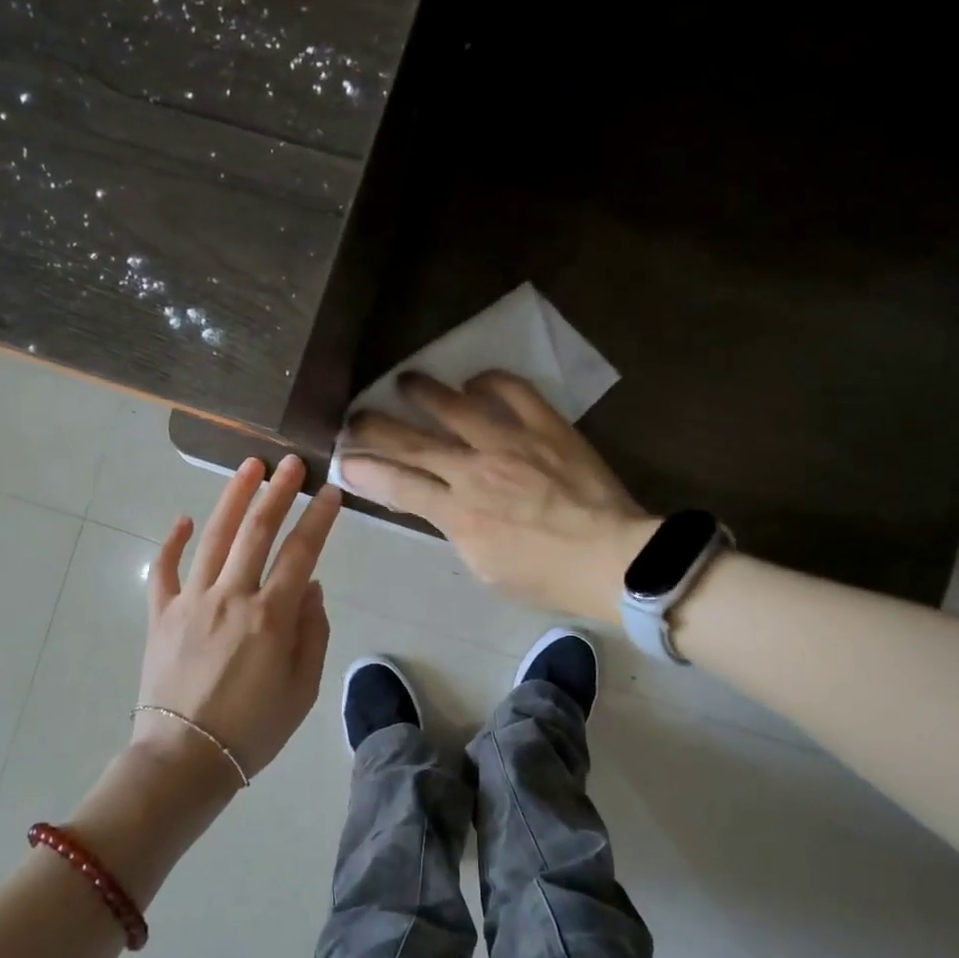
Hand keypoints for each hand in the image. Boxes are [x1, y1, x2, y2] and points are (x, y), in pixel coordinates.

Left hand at [135, 455, 339, 780]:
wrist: (184, 760)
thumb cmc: (253, 730)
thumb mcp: (303, 689)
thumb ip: (312, 632)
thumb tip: (311, 587)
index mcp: (270, 616)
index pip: (302, 553)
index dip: (319, 519)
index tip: (331, 491)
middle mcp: (231, 596)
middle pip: (257, 531)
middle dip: (277, 491)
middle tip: (291, 462)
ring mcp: (191, 601)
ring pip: (214, 537)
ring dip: (233, 498)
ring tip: (249, 466)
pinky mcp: (161, 614)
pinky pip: (164, 569)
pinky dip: (173, 542)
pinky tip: (184, 519)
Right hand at [339, 372, 657, 620]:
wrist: (613, 559)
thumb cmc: (548, 577)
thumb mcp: (487, 568)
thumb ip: (456, 531)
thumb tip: (439, 506)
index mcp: (459, 513)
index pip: (398, 485)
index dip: (366, 470)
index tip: (345, 459)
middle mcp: (475, 470)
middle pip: (414, 442)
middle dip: (377, 427)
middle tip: (356, 415)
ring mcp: (511, 443)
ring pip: (455, 406)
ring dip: (424, 391)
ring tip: (405, 380)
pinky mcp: (546, 427)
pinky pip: (513, 391)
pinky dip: (490, 381)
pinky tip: (474, 381)